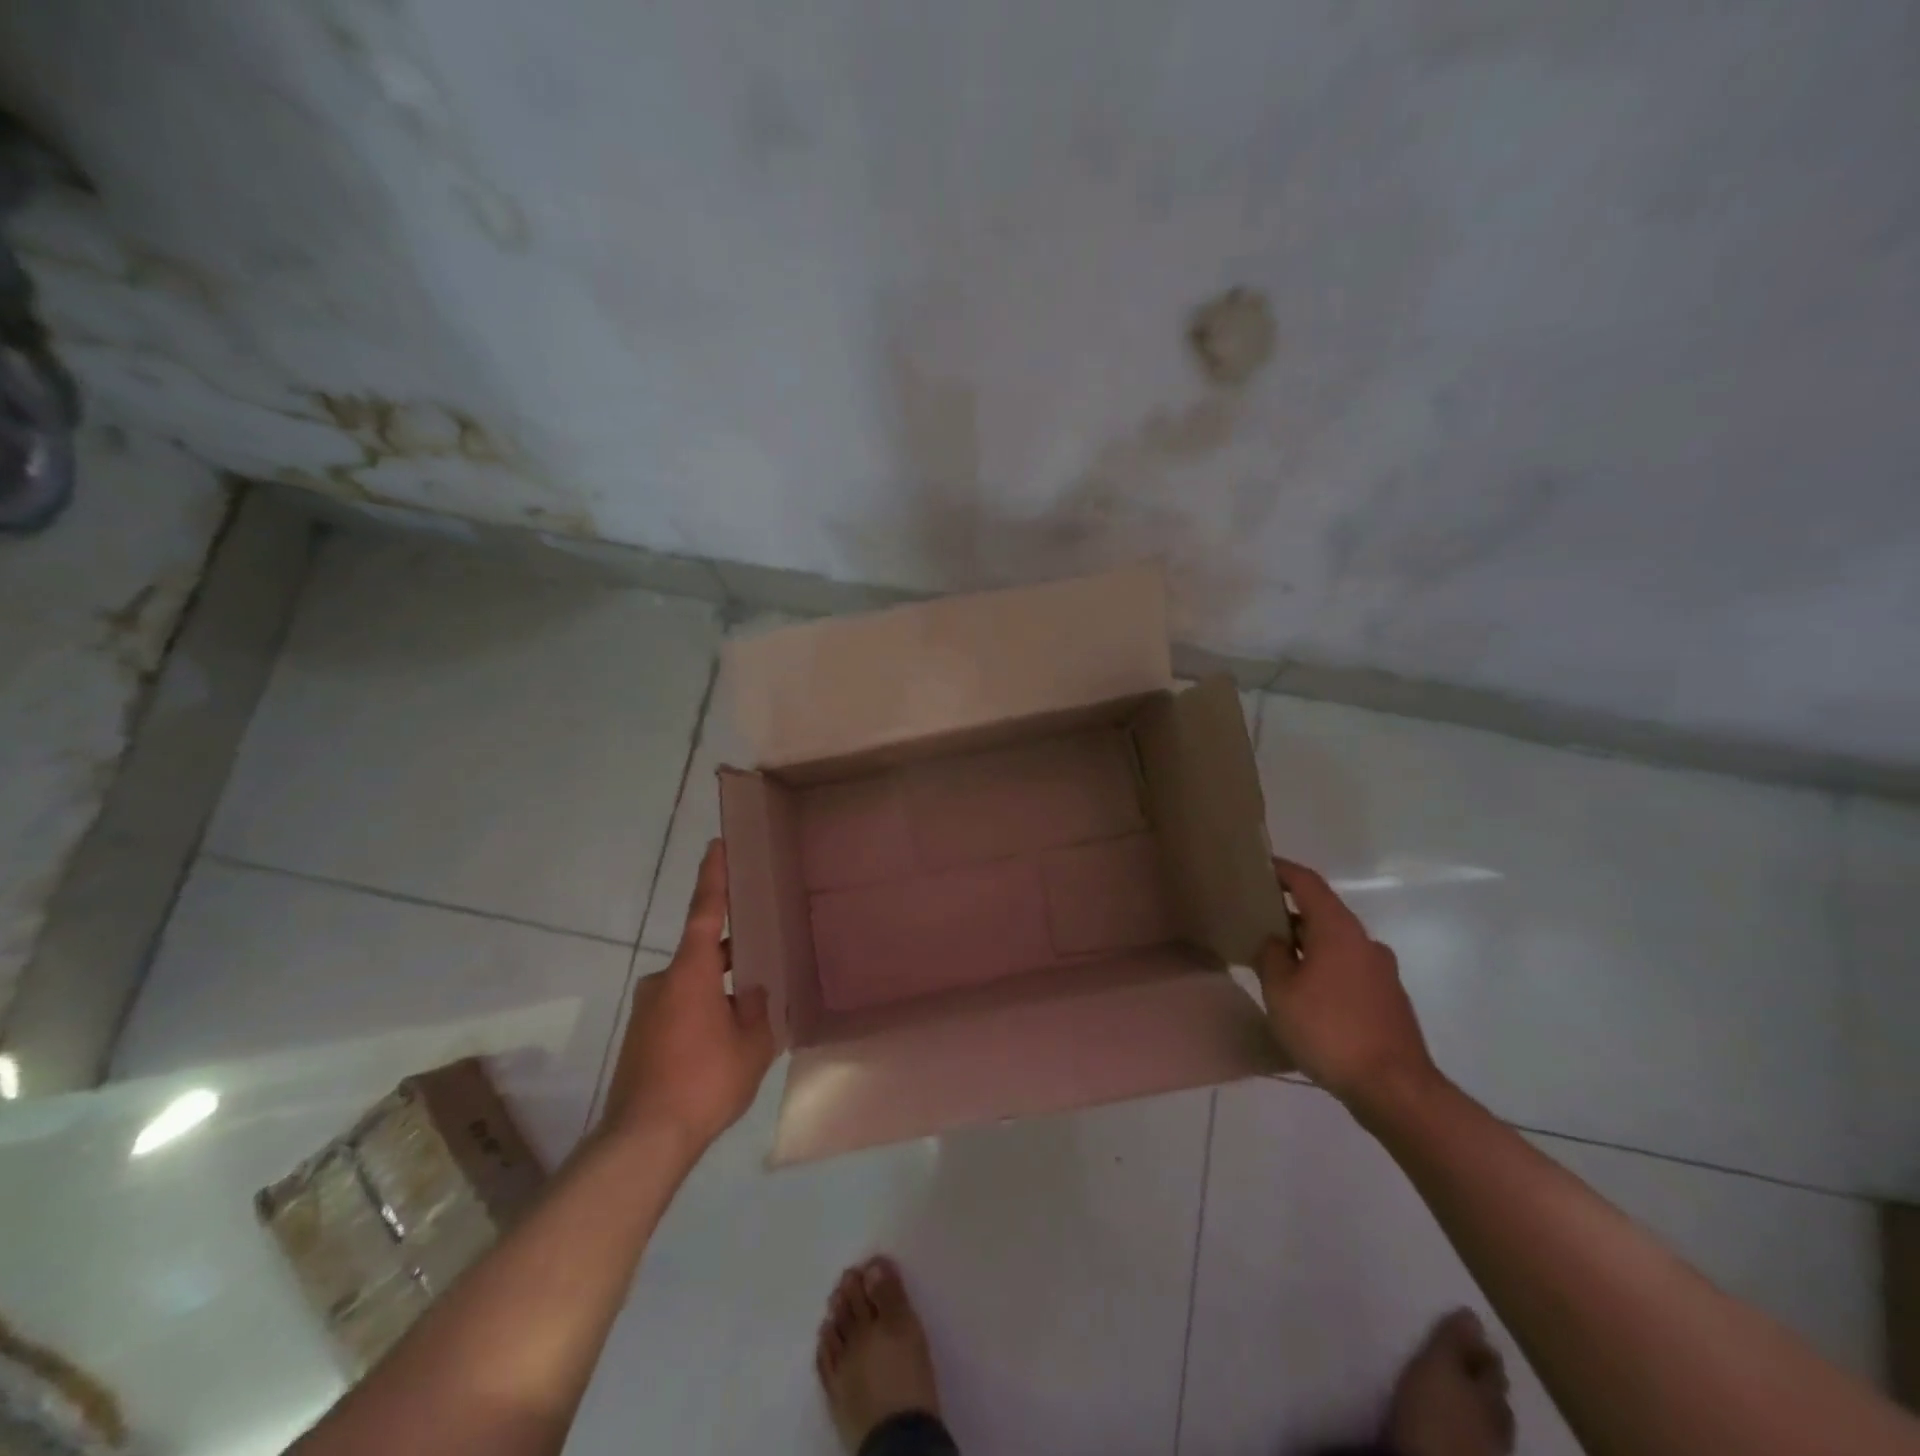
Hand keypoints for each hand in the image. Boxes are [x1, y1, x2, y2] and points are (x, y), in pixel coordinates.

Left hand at [601, 840, 776, 1158]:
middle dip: (731, 958)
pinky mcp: (638, 1038)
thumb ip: (757, 1010)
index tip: (717, 845)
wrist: (643, 1140)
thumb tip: (750, 993)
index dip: (714, 876)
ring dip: (717, 994)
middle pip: (702, 955)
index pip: (705, 911)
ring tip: (747, 1021)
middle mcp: (664, 981)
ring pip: (692, 988)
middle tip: (761, 964)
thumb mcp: (752, 1045)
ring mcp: (646, 1010)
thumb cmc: (705, 1081)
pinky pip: (678, 1012)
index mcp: (692, 971)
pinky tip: (720, 1046)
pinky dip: (700, 1016)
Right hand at [1258, 858, 1440, 1110]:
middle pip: (1323, 914)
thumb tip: (1274, 943)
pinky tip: (1306, 999)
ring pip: (1336, 945)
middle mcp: (1364, 943)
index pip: (1307, 883)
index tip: (1259, 866)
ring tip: (1276, 966)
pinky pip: (1348, 970)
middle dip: (1289, 915)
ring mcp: (1382, 972)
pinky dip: (1324, 971)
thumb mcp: (1280, 992)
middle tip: (1257, 924)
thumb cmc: (1330, 1031)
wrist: (1396, 1090)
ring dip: (1307, 947)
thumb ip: (1270, 957)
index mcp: (1338, 930)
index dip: (1282, 870)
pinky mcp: (1389, 1000)